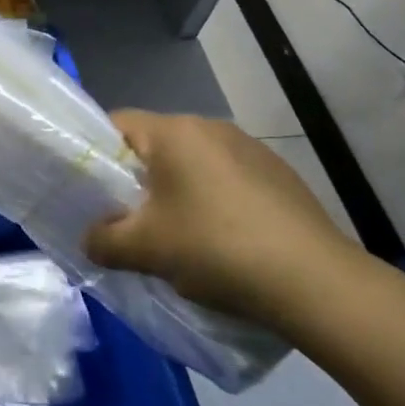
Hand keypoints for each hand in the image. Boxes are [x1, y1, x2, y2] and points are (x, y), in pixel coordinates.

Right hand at [82, 110, 364, 331]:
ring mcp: (249, 148)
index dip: (95, 154)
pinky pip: (227, 178)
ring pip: (193, 163)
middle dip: (137, 179)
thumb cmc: (215, 249)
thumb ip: (103, 241)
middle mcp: (210, 126)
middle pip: (155, 145)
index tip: (91, 192)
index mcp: (174, 131)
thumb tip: (90, 239)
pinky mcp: (278, 174)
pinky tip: (224, 241)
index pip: (117, 124)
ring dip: (178, 191)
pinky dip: (214, 201)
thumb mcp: (146, 250)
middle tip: (130, 220)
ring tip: (179, 236)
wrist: (314, 282)